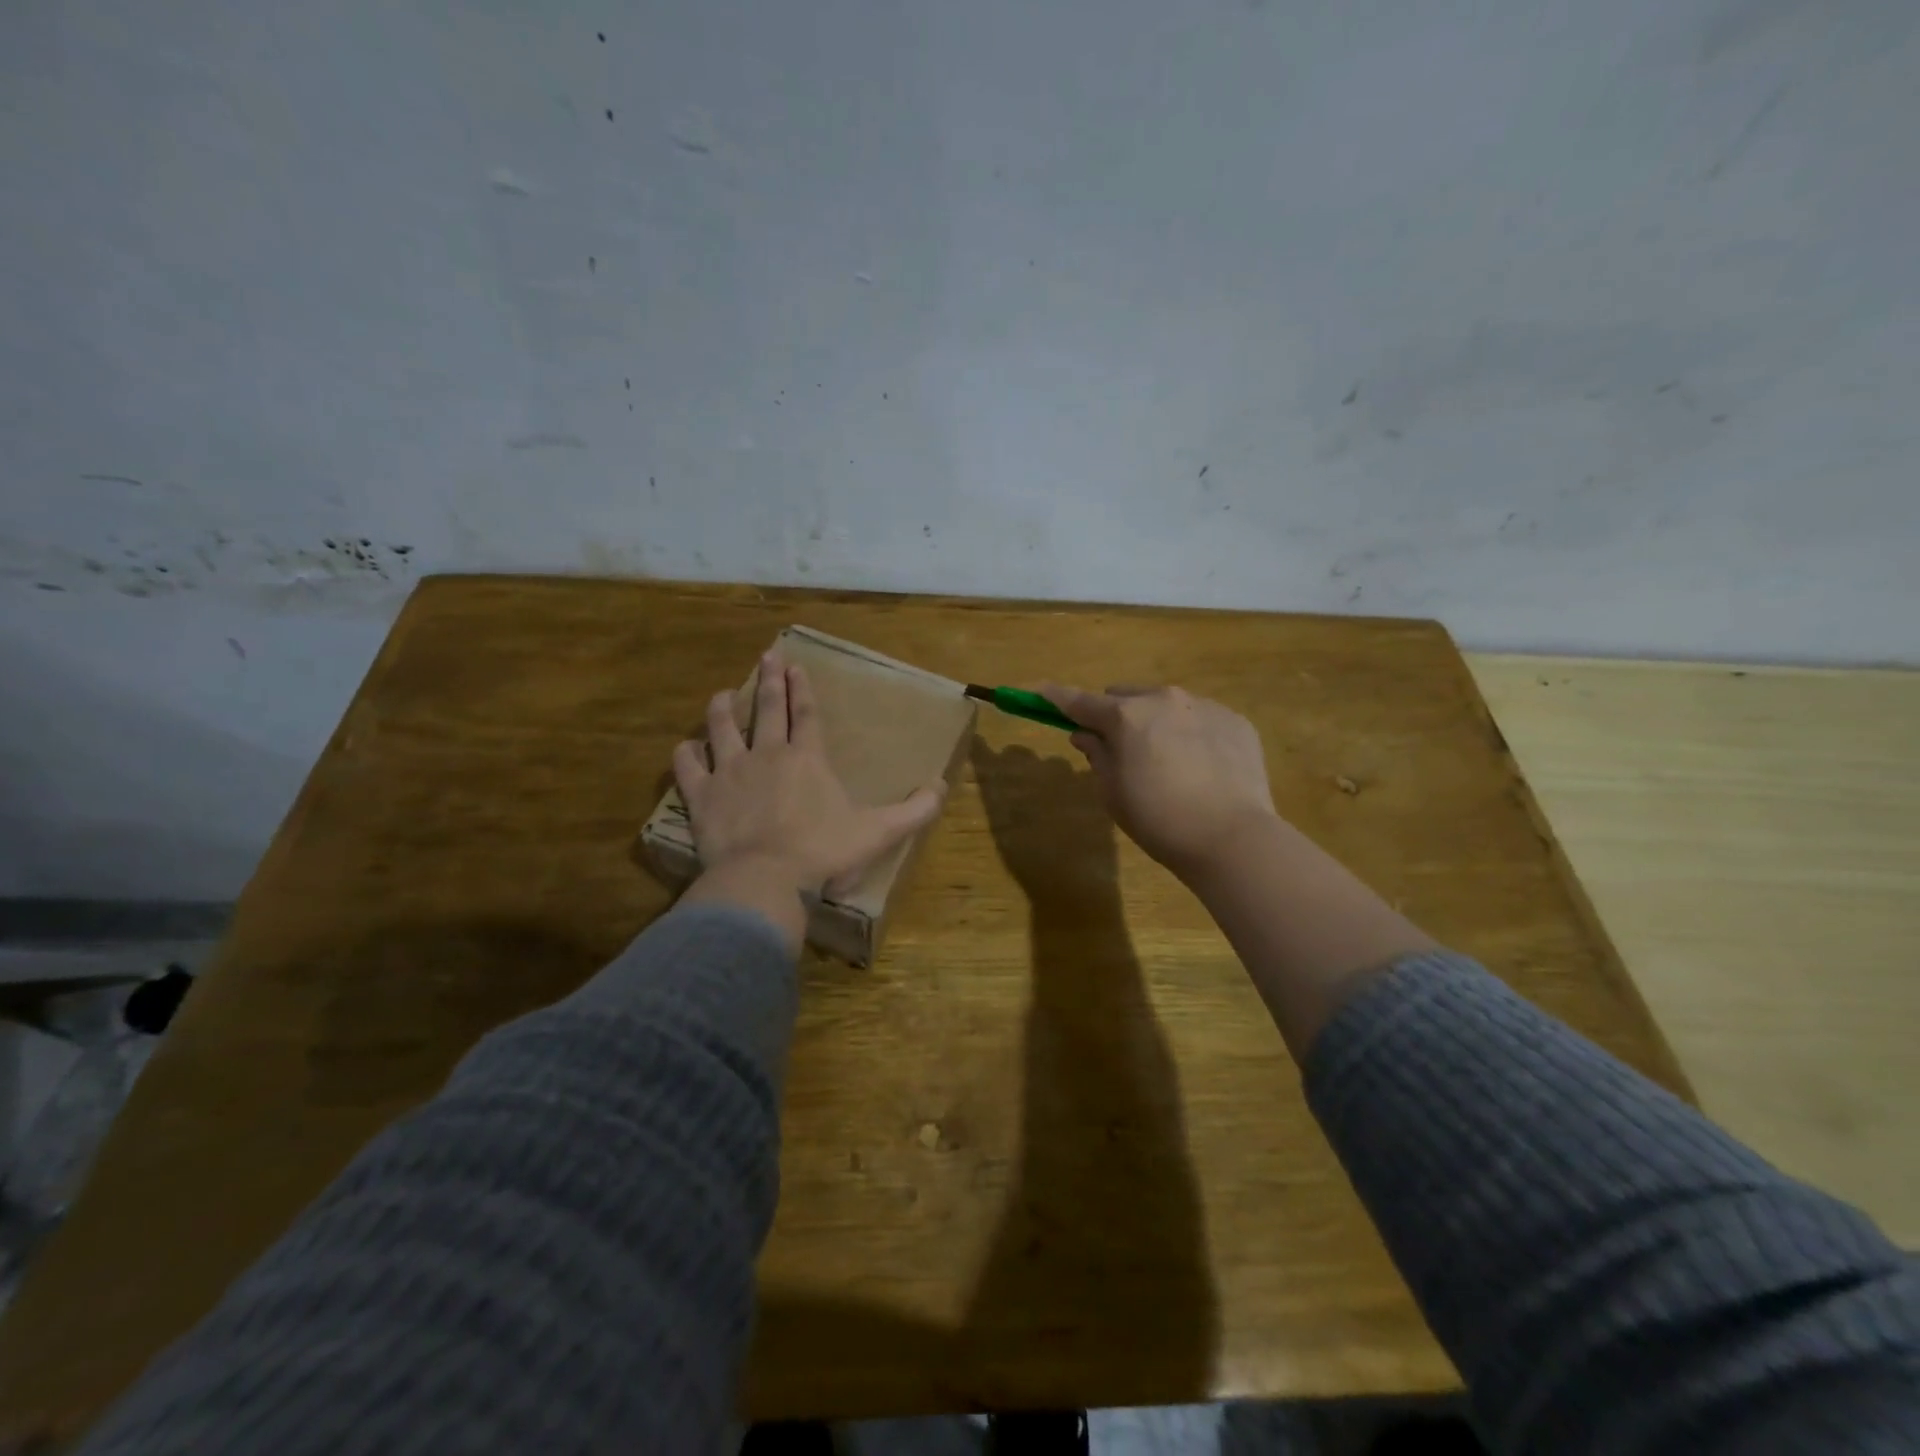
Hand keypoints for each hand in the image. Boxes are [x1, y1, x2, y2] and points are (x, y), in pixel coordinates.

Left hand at [673, 654, 945, 941]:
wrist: (766, 879)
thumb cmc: (823, 852)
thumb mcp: (878, 832)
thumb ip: (914, 810)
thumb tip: (941, 787)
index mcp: (807, 758)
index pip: (806, 713)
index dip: (802, 687)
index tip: (796, 665)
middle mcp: (767, 754)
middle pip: (767, 709)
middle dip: (769, 680)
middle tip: (767, 655)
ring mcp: (730, 773)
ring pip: (722, 729)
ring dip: (723, 709)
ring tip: (723, 694)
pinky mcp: (702, 797)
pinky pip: (689, 767)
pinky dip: (686, 755)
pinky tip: (686, 747)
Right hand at [1039, 683, 1277, 881]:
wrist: (1233, 837)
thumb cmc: (1160, 820)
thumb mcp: (1113, 793)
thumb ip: (1097, 755)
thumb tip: (1086, 734)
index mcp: (1126, 716)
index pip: (1080, 701)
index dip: (1056, 698)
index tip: (1039, 692)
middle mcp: (1164, 699)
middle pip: (1126, 697)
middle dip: (1116, 717)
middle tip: (1120, 750)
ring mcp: (1204, 706)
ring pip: (1166, 705)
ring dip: (1156, 723)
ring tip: (1170, 764)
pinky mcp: (1235, 721)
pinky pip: (1201, 719)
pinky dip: (1191, 734)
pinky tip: (1202, 769)